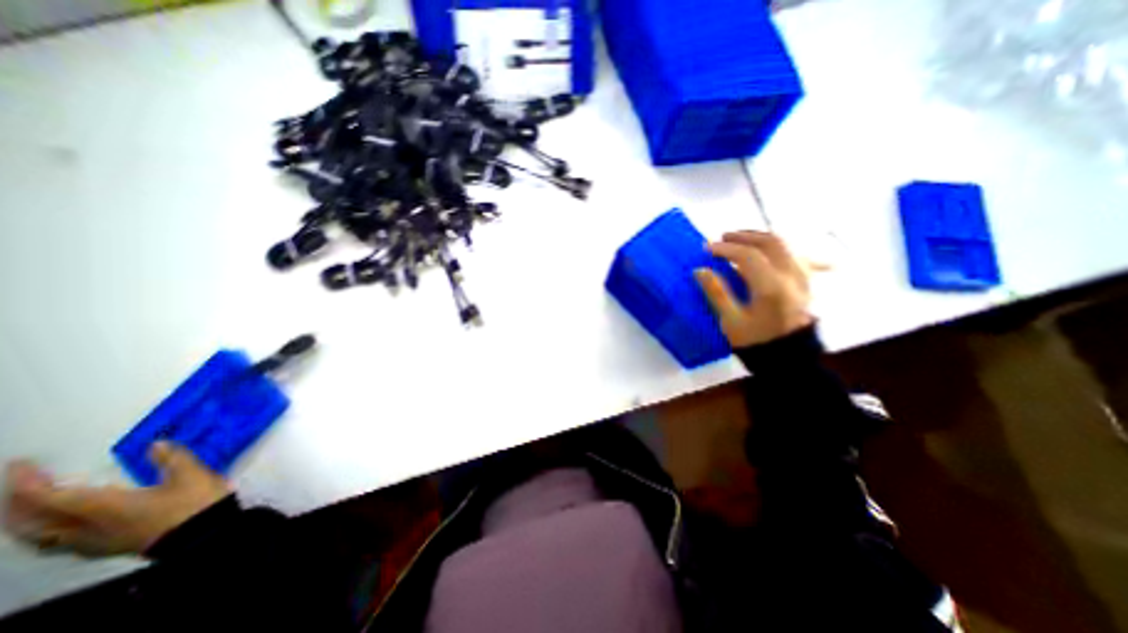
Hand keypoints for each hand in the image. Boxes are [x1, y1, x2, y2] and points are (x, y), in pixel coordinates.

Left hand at [2, 441, 228, 556]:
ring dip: (27, 521)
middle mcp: (87, 527)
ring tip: (29, 507)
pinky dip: (48, 533)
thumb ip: (172, 458)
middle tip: (20, 484)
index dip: (29, 481)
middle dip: (18, 504)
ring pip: (41, 537)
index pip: (50, 497)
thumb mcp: (192, 474)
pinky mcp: (106, 547)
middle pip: (33, 522)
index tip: (23, 464)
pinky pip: (59, 544)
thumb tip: (155, 444)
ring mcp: (94, 541)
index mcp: (103, 507)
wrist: (205, 532)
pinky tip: (64, 527)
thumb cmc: (194, 502)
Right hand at [697, 229, 809, 349]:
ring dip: (760, 237)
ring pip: (785, 244)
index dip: (726, 248)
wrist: (789, 357)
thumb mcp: (731, 321)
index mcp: (771, 287)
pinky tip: (765, 249)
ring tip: (740, 239)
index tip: (708, 248)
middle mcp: (792, 276)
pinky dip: (776, 246)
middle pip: (770, 243)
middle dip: (744, 236)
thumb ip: (716, 293)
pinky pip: (794, 252)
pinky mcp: (807, 280)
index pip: (748, 256)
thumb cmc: (756, 341)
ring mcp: (803, 276)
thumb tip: (700, 270)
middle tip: (723, 238)